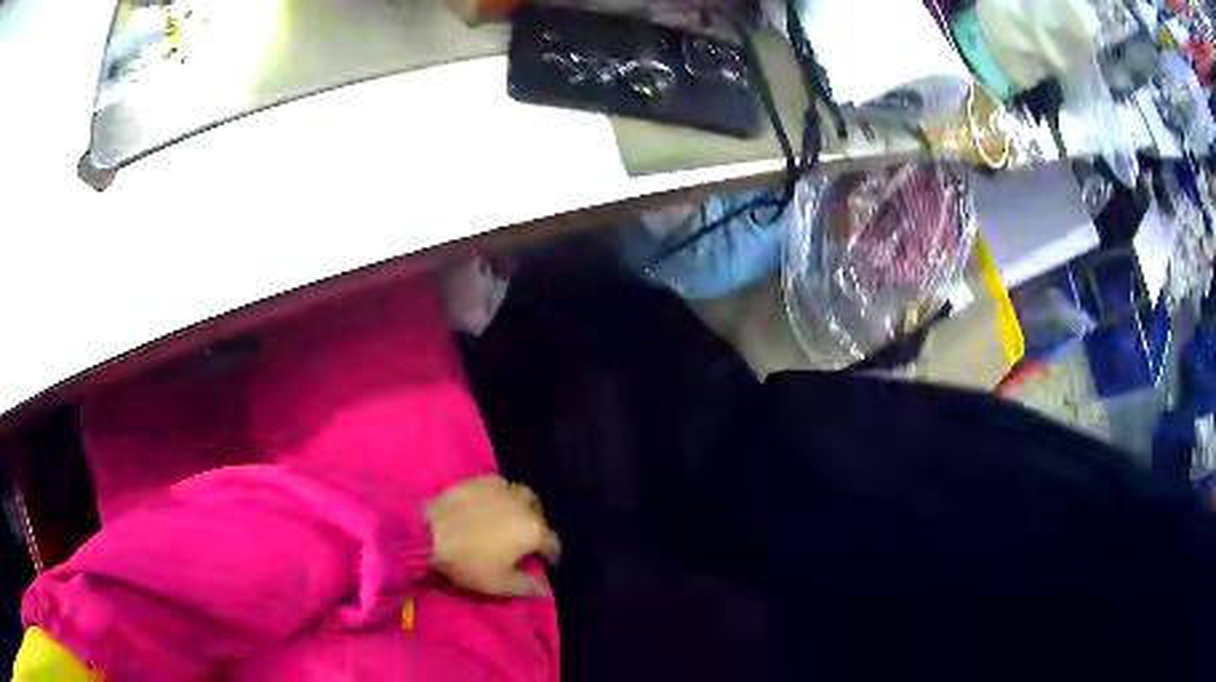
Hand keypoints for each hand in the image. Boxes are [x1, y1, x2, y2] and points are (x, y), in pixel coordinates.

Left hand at [425, 475, 559, 596]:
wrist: (428, 534)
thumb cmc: (468, 562)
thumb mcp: (500, 584)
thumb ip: (528, 586)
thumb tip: (545, 589)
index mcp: (534, 531)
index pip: (553, 544)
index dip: (551, 556)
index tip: (543, 564)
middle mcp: (524, 505)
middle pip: (540, 515)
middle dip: (536, 528)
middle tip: (523, 542)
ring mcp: (502, 489)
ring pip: (522, 496)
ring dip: (521, 508)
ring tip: (509, 520)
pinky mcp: (480, 480)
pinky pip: (500, 487)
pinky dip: (501, 496)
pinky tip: (489, 506)